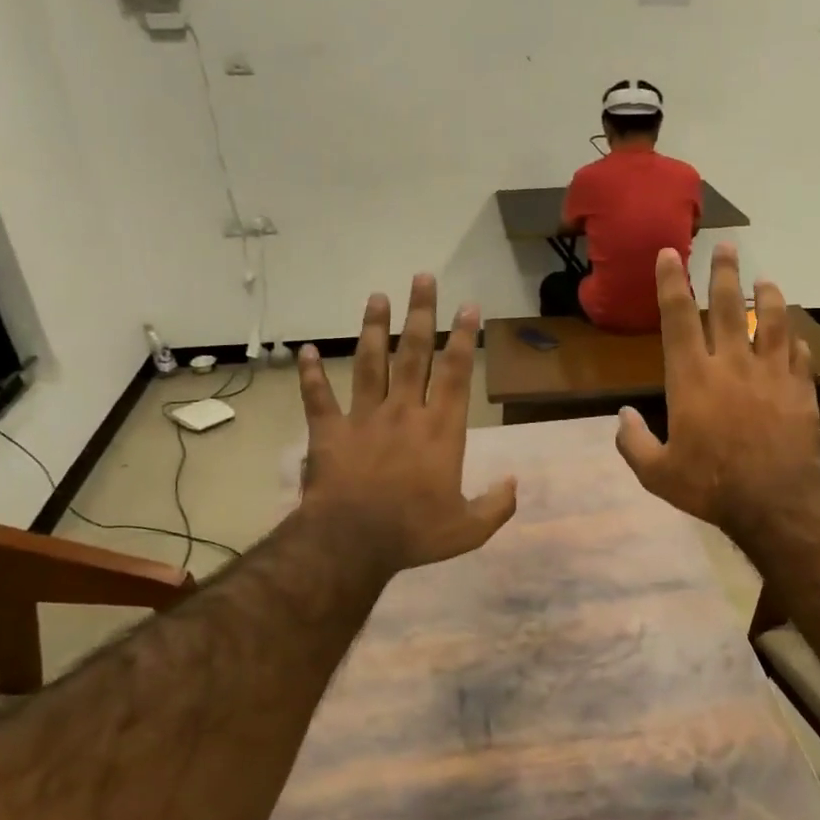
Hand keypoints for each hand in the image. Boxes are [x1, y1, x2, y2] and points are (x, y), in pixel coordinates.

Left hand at [297, 274, 516, 572]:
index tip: (468, 305)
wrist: (352, 542)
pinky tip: (305, 351)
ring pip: (369, 363)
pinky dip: (310, 374)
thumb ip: (497, 506)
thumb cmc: (414, 533)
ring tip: (375, 297)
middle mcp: (403, 412)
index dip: (464, 337)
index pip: (456, 372)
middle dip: (420, 313)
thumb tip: (515, 484)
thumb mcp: (469, 529)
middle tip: (422, 277)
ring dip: (373, 328)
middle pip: (414, 353)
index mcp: (440, 430)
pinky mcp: (329, 432)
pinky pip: (318, 397)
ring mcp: (363, 418)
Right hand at [616, 244, 819, 530]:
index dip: (672, 282)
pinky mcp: (799, 388)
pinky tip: (793, 334)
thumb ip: (633, 442)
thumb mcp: (657, 473)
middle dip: (724, 272)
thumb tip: (622, 417)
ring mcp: (770, 373)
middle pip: (727, 306)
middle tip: (727, 246)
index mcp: (691, 378)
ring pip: (770, 321)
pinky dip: (793, 339)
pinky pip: (797, 354)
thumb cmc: (710, 484)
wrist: (774, 500)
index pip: (677, 318)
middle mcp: (731, 364)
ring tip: (766, 280)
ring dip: (767, 296)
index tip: (670, 253)